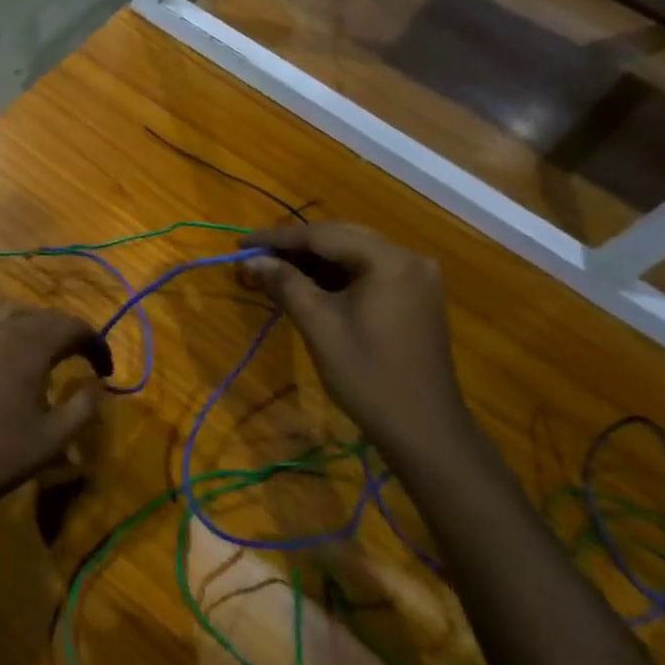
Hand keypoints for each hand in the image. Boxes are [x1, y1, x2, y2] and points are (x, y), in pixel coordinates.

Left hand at [0, 306, 112, 514]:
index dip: (95, 343)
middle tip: (82, 358)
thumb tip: (98, 386)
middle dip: (68, 334)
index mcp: (30, 348)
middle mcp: (2, 331)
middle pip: (44, 317)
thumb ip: (83, 406)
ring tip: (43, 347)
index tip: (105, 369)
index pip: (73, 328)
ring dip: (32, 324)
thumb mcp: (54, 439)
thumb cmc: (0, 454)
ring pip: (9, 313)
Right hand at [241, 222, 479, 463]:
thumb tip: (250, 259)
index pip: (323, 235)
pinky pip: (367, 273)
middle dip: (294, 247)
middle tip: (253, 257)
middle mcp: (408, 258)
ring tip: (272, 270)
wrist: (424, 429)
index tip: (240, 244)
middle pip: (340, 238)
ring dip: (313, 262)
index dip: (277, 238)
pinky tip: (306, 285)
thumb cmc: (368, 376)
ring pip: (353, 255)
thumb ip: (285, 284)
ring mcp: (416, 278)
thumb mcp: (319, 326)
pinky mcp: (415, 297)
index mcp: (389, 260)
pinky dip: (334, 276)